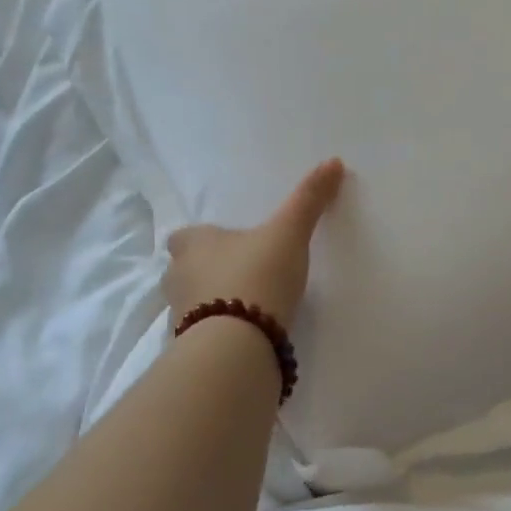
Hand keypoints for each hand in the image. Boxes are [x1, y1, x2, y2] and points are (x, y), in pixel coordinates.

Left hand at [163, 160, 345, 330]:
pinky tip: (245, 337)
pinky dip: (219, 333)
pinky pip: (203, 335)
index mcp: (192, 244)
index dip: (203, 239)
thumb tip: (334, 161)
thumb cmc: (256, 276)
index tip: (228, 245)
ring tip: (248, 308)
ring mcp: (179, 316)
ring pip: (193, 303)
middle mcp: (177, 277)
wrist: (237, 345)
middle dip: (207, 272)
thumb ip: (308, 200)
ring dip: (213, 304)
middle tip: (242, 275)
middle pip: (186, 270)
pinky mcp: (190, 349)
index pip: (185, 236)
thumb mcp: (288, 233)